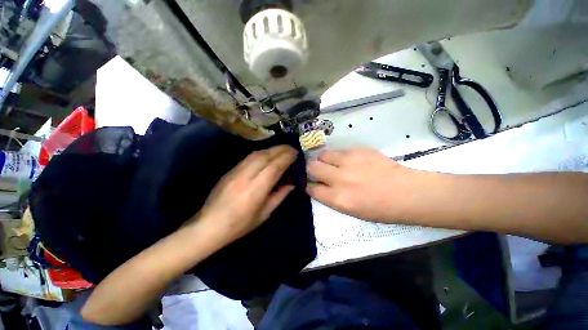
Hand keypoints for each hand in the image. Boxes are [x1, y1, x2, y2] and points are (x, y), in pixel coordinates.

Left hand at [195, 145, 296, 245]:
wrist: (209, 225)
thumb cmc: (240, 225)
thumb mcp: (265, 214)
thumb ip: (280, 196)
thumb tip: (292, 183)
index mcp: (256, 190)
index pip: (274, 167)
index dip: (286, 158)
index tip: (296, 154)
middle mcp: (246, 176)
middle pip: (266, 156)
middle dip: (281, 150)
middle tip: (292, 149)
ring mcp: (236, 171)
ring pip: (256, 154)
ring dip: (271, 149)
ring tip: (282, 150)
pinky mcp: (230, 170)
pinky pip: (248, 157)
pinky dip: (261, 153)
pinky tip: (267, 154)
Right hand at [307, 148, 419, 221]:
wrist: (408, 193)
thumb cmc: (381, 209)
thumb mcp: (352, 211)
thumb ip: (332, 197)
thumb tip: (320, 186)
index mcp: (339, 199)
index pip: (312, 188)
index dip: (308, 185)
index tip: (310, 183)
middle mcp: (340, 179)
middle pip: (312, 167)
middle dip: (311, 170)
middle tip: (318, 172)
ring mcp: (349, 162)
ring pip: (323, 155)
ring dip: (324, 160)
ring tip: (332, 164)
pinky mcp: (358, 151)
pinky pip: (339, 151)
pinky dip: (338, 156)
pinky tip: (348, 161)